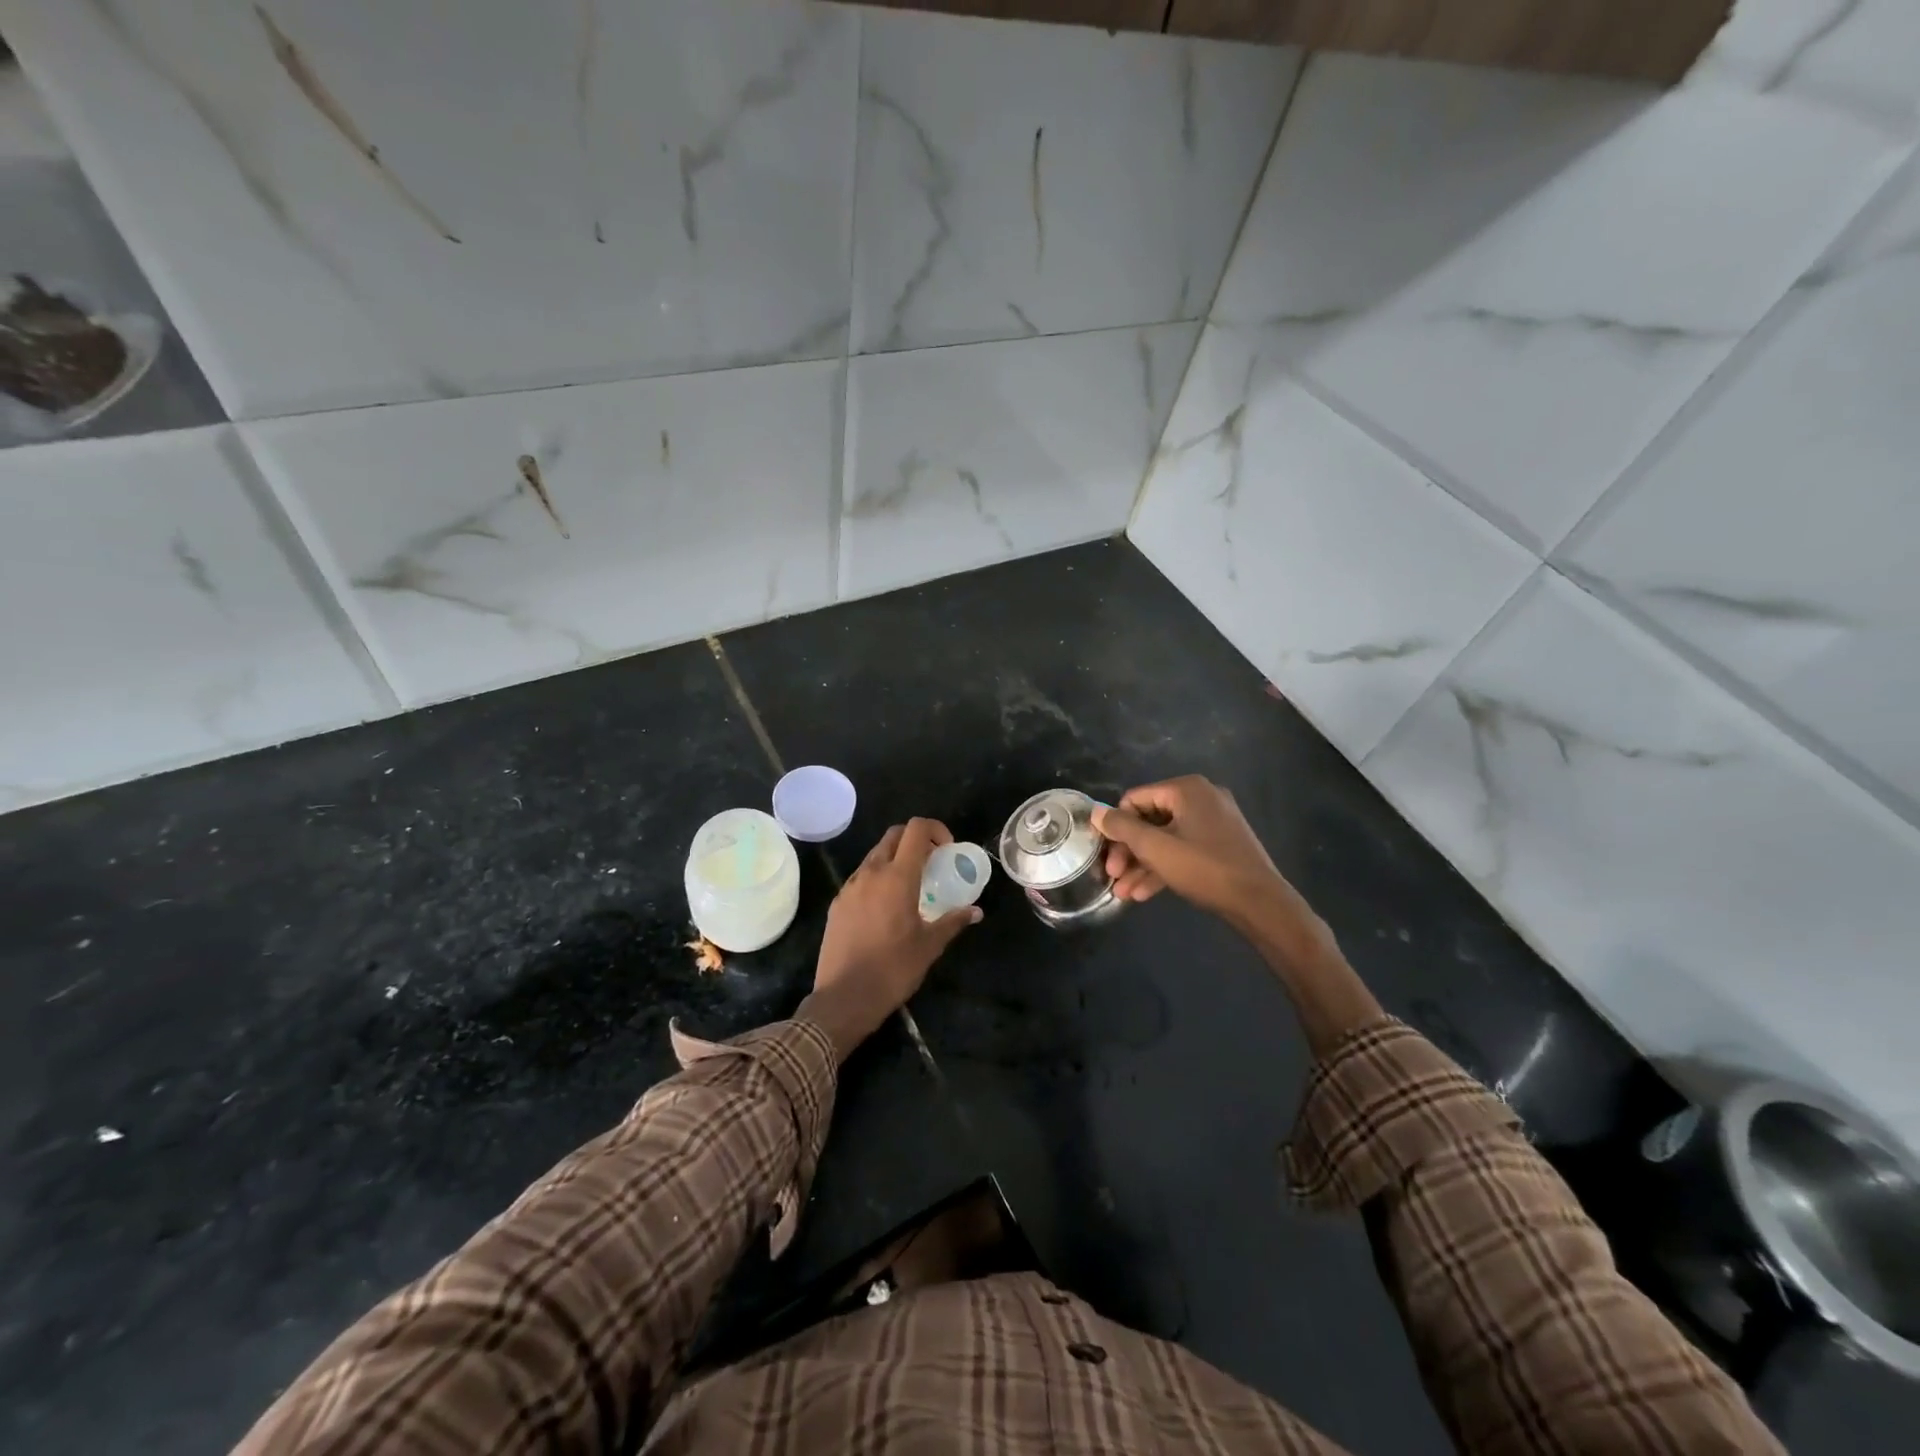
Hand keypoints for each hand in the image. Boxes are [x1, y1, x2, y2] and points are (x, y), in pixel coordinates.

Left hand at [803, 818, 980, 1060]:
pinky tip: (886, 907)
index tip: (946, 849)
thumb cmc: (893, 969)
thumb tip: (975, 911)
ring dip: (895, 859)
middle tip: (931, 863)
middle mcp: (871, 873)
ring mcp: (850, 887)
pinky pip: (860, 878)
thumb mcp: (930, 946)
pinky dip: (877, 879)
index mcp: (897, 877)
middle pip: (893, 836)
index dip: (935, 829)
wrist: (844, 998)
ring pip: (875, 856)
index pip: (915, 829)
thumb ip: (953, 921)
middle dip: (915, 840)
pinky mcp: (837, 903)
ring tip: (910, 886)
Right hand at [1092, 775, 1287, 921]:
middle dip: (1129, 851)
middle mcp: (1201, 797)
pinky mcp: (1221, 843)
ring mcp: (1214, 821)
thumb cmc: (1204, 868)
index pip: (1135, 799)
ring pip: (1166, 838)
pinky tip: (1144, 893)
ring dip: (1142, 864)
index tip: (1106, 856)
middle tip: (1113, 876)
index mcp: (1186, 789)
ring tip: (1123, 893)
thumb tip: (1095, 812)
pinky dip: (1164, 867)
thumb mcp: (1156, 848)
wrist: (1260, 902)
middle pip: (1150, 819)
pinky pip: (1183, 848)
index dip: (1116, 828)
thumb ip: (1122, 828)